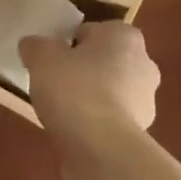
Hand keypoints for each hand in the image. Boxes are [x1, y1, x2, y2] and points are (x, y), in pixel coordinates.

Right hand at [20, 21, 159, 141]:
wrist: (101, 148)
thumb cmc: (75, 89)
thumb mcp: (42, 57)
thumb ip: (36, 45)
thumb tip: (33, 45)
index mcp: (125, 36)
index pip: (93, 31)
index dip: (70, 43)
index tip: (53, 60)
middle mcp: (144, 63)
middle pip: (105, 61)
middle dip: (85, 70)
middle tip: (56, 82)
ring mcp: (147, 101)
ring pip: (111, 91)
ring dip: (92, 97)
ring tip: (62, 111)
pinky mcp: (142, 133)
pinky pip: (112, 119)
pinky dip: (97, 123)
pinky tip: (75, 132)